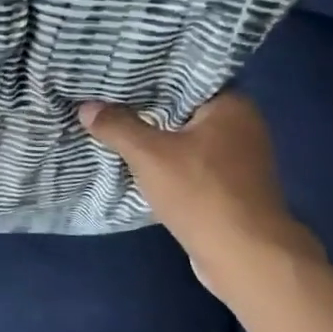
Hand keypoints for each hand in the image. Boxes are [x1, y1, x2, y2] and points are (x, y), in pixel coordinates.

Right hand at [78, 91, 322, 300]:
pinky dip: (169, 164)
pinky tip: (140, 163)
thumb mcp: (150, 155)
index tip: (118, 73)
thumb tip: (87, 107)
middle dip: (149, 109)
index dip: (150, 76)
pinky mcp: (232, 189)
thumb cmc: (202, 193)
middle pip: (185, 109)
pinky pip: (193, 165)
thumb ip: (118, 126)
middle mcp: (243, 126)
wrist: (245, 258)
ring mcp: (240, 160)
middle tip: (108, 99)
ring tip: (116, 127)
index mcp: (232, 105)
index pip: (185, 77)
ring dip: (158, 139)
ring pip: (188, 139)